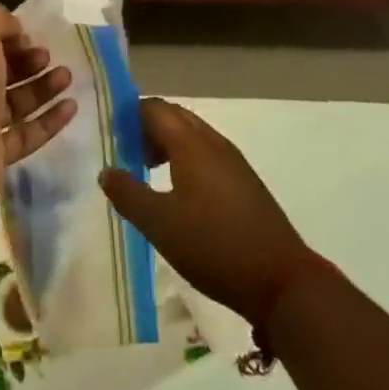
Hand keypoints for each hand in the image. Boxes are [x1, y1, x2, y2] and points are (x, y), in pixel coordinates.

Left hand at [0, 4, 76, 212]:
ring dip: (42, 88)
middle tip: (49, 57)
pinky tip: (71, 108)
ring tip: (68, 77)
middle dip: (27, 62)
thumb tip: (15, 30)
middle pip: (0, 73)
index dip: (7, 37)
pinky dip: (49, 120)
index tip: (31, 37)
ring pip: (15, 102)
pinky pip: (26, 133)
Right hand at [99, 98, 311, 326]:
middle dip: (146, 126)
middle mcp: (213, 142)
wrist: (281, 281)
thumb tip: (106, 170)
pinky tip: (178, 192)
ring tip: (145, 170)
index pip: (154, 108)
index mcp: (191, 143)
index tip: (109, 133)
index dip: (129, 114)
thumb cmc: (215, 246)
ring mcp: (233, 161)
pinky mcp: (244, 182)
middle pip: (174, 117)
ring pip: (192, 135)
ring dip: (166, 142)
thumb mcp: (160, 225)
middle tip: (124, 150)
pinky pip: (206, 153)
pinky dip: (185, 158)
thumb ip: (128, 194)